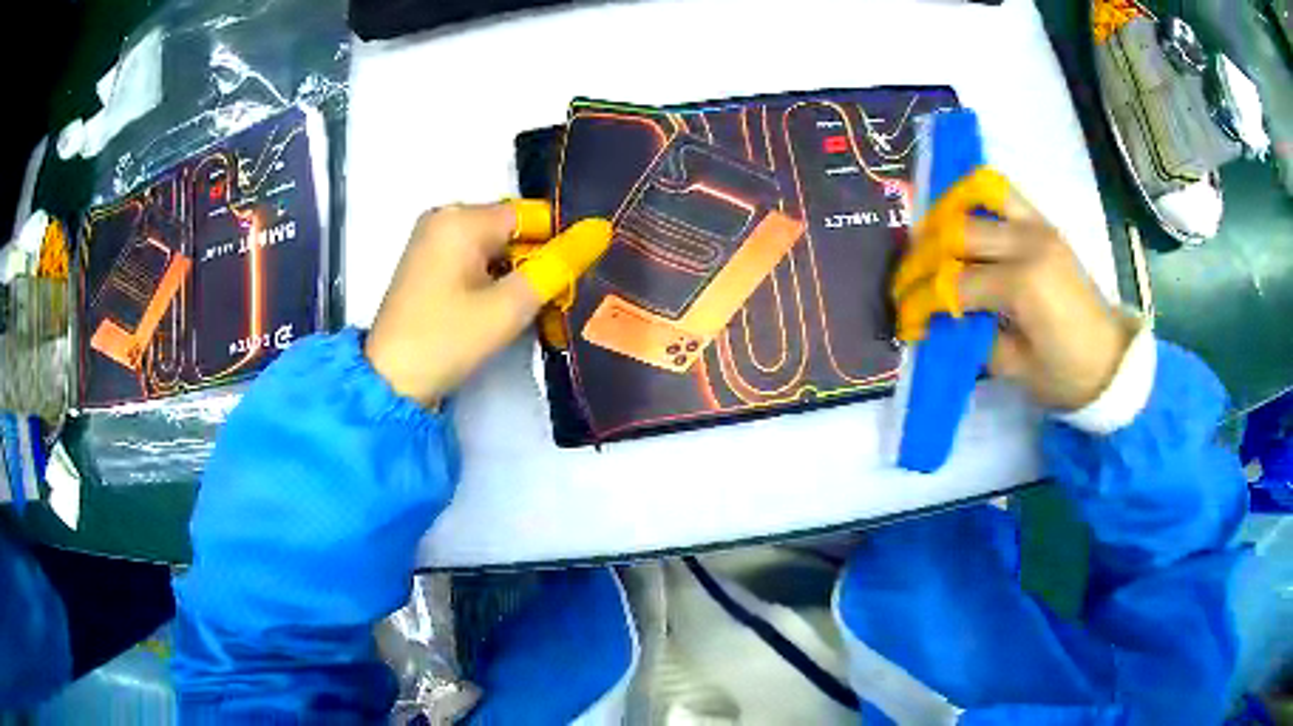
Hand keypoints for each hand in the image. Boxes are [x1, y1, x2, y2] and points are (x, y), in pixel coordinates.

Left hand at [365, 200, 611, 404]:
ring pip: (494, 246)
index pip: (532, 216)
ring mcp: (431, 239)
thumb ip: (557, 266)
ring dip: (515, 273)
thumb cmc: (447, 340)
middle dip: (536, 262)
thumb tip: (600, 230)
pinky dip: (492, 278)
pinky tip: (499, 308)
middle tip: (555, 301)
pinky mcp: (425, 263)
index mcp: (461, 218)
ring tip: (530, 309)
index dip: (558, 244)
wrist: (390, 382)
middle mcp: (444, 217)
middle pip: (512, 229)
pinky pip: (473, 258)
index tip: (575, 280)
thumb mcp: (508, 306)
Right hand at [893, 174, 1134, 410]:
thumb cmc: (1066, 375)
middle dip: (921, 259)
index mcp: (1023, 285)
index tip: (904, 322)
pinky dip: (973, 198)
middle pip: (956, 232)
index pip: (954, 283)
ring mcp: (1038, 226)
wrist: (1111, 361)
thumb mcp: (1015, 369)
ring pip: (976, 197)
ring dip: (943, 216)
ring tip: (927, 244)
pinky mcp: (1043, 224)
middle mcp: (1028, 243)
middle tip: (906, 286)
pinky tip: (959, 219)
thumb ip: (975, 335)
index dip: (921, 302)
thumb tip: (941, 317)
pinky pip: (1002, 193)